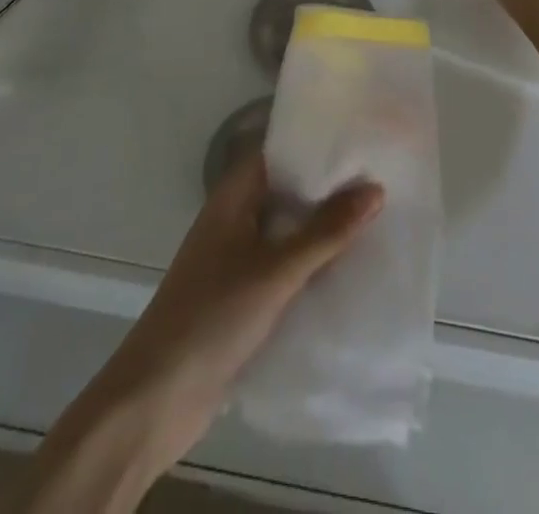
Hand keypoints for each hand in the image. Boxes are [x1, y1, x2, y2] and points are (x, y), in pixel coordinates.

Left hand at [66, 155, 382, 488]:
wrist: (156, 399)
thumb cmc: (213, 317)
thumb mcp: (276, 270)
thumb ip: (326, 231)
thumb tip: (374, 188)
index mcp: (233, 197)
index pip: (280, 152)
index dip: (317, 144)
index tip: (361, 139)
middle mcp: (235, 219)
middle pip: (288, 192)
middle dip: (329, 189)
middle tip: (382, 177)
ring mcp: (237, 259)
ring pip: (289, 232)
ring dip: (324, 230)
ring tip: (379, 218)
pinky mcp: (244, 298)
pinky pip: (286, 268)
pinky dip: (313, 266)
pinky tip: (351, 270)